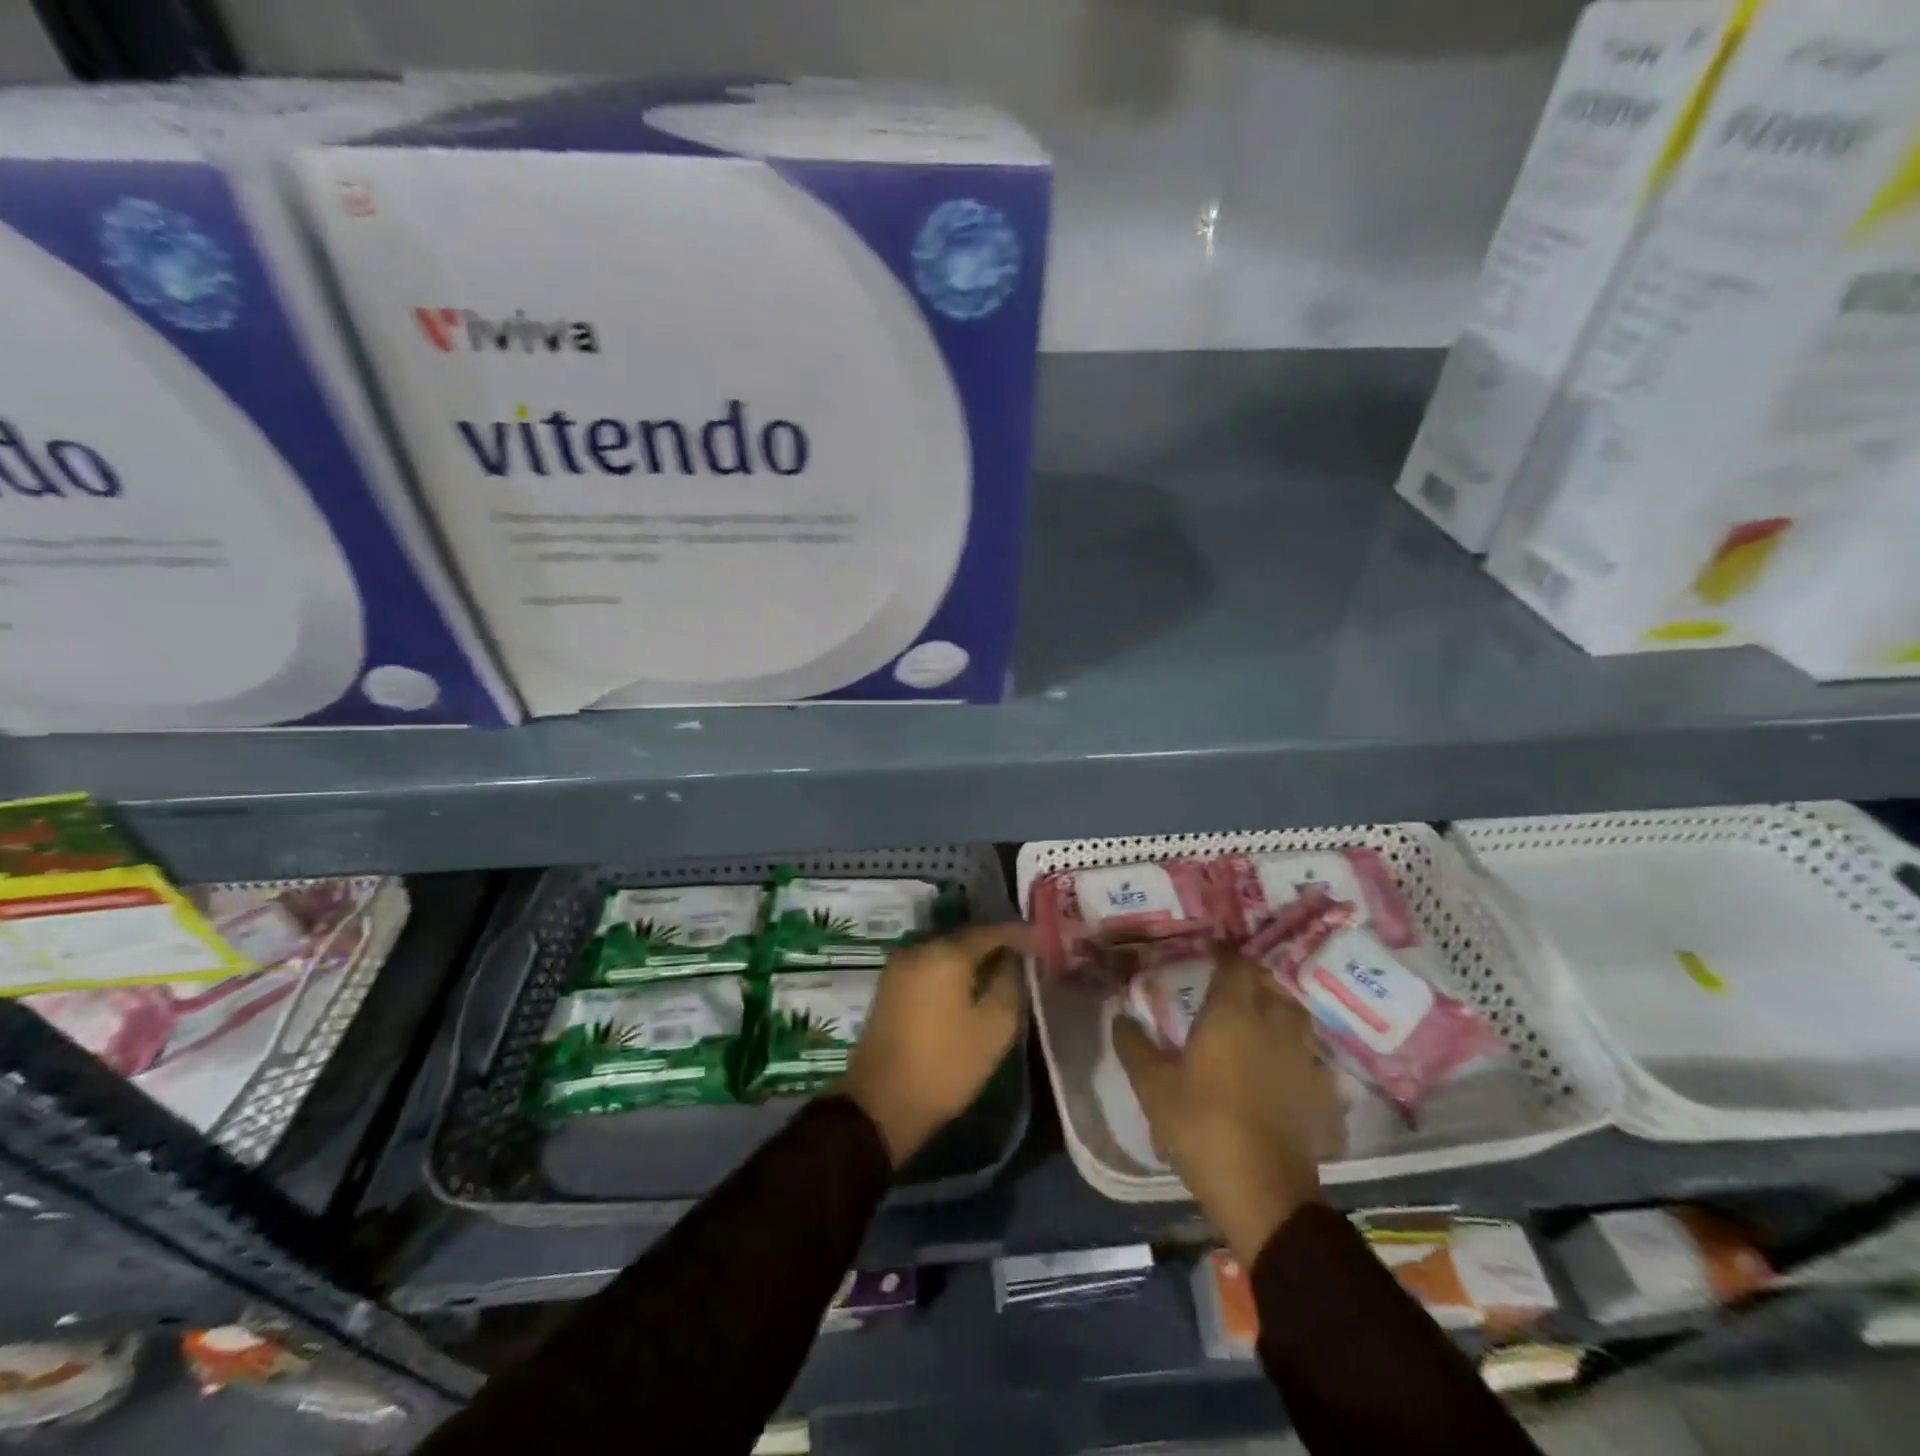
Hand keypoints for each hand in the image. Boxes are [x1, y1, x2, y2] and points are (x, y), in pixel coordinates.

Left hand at [840, 923, 1031, 1167]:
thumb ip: (1009, 984)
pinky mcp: (890, 985)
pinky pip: (930, 966)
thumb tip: (1011, 961)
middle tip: (1024, 957)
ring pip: (946, 952)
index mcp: (946, 952)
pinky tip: (969, 986)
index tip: (1042, 944)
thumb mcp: (994, 1028)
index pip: (991, 932)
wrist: (881, 1103)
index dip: (1020, 935)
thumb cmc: (945, 1065)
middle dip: (996, 945)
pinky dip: (952, 971)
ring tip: (1001, 972)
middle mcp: (919, 947)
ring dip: (973, 959)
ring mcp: (899, 965)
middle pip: (966, 938)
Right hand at [1113, 946, 1336, 1264]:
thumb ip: (1134, 1046)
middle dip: (1249, 976)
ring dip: (1276, 1006)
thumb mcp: (1153, 1086)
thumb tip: (1119, 1017)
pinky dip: (1296, 1047)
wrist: (1265, 1193)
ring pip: (1294, 1015)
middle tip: (1227, 981)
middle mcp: (1273, 1023)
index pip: (1234, 964)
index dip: (1223, 952)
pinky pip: (1310, 1053)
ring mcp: (1303, 1056)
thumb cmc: (1202, 1126)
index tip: (1209, 949)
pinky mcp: (1321, 1090)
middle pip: (1268, 984)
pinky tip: (1284, 1062)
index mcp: (1232, 1013)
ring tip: (1257, 1014)